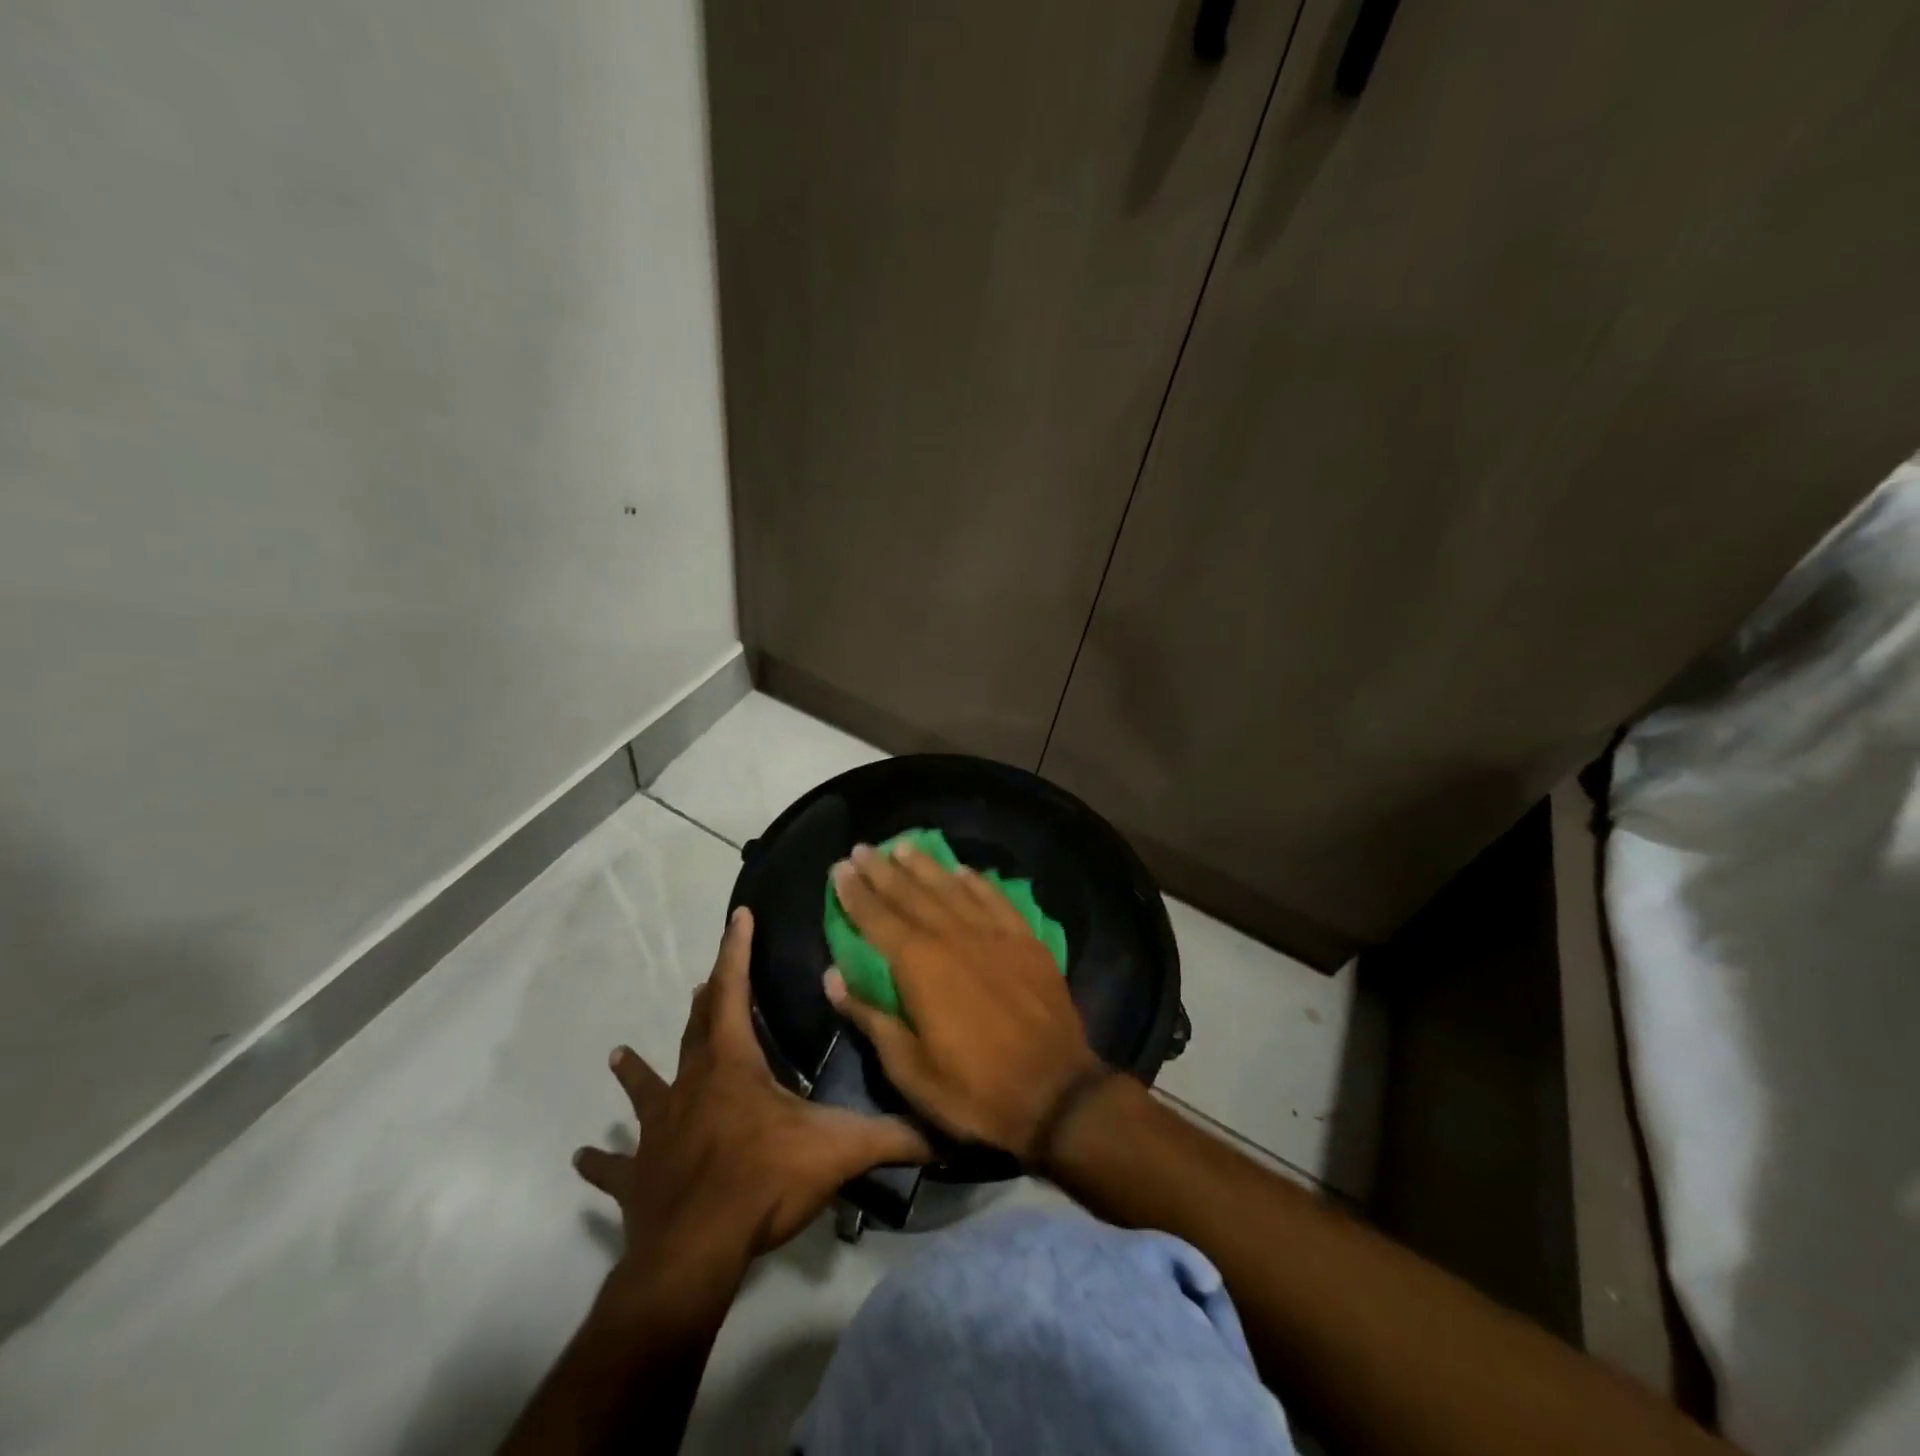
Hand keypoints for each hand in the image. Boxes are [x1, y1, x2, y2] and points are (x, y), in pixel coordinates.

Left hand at [574, 907, 929, 1286]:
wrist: (695, 1251)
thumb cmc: (764, 1181)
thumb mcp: (839, 1150)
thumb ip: (894, 1137)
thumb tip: (946, 1134)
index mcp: (733, 1065)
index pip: (734, 991)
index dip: (736, 951)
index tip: (737, 916)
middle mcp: (692, 1085)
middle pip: (696, 1030)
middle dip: (705, 1000)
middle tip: (703, 981)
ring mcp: (659, 1130)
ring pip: (647, 1089)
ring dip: (637, 1071)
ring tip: (619, 1054)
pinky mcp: (639, 1176)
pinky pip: (615, 1167)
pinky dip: (600, 1162)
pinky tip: (580, 1159)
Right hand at [823, 841, 1106, 1162]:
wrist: (1056, 1092)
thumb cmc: (973, 1090)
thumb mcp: (909, 1068)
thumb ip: (871, 1016)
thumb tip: (833, 976)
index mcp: (919, 965)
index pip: (877, 918)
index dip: (856, 893)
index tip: (840, 868)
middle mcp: (953, 936)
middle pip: (911, 894)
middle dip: (883, 870)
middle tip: (863, 848)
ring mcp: (994, 934)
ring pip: (951, 888)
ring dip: (925, 866)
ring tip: (904, 846)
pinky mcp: (1026, 941)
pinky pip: (996, 899)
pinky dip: (977, 882)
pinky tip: (964, 870)